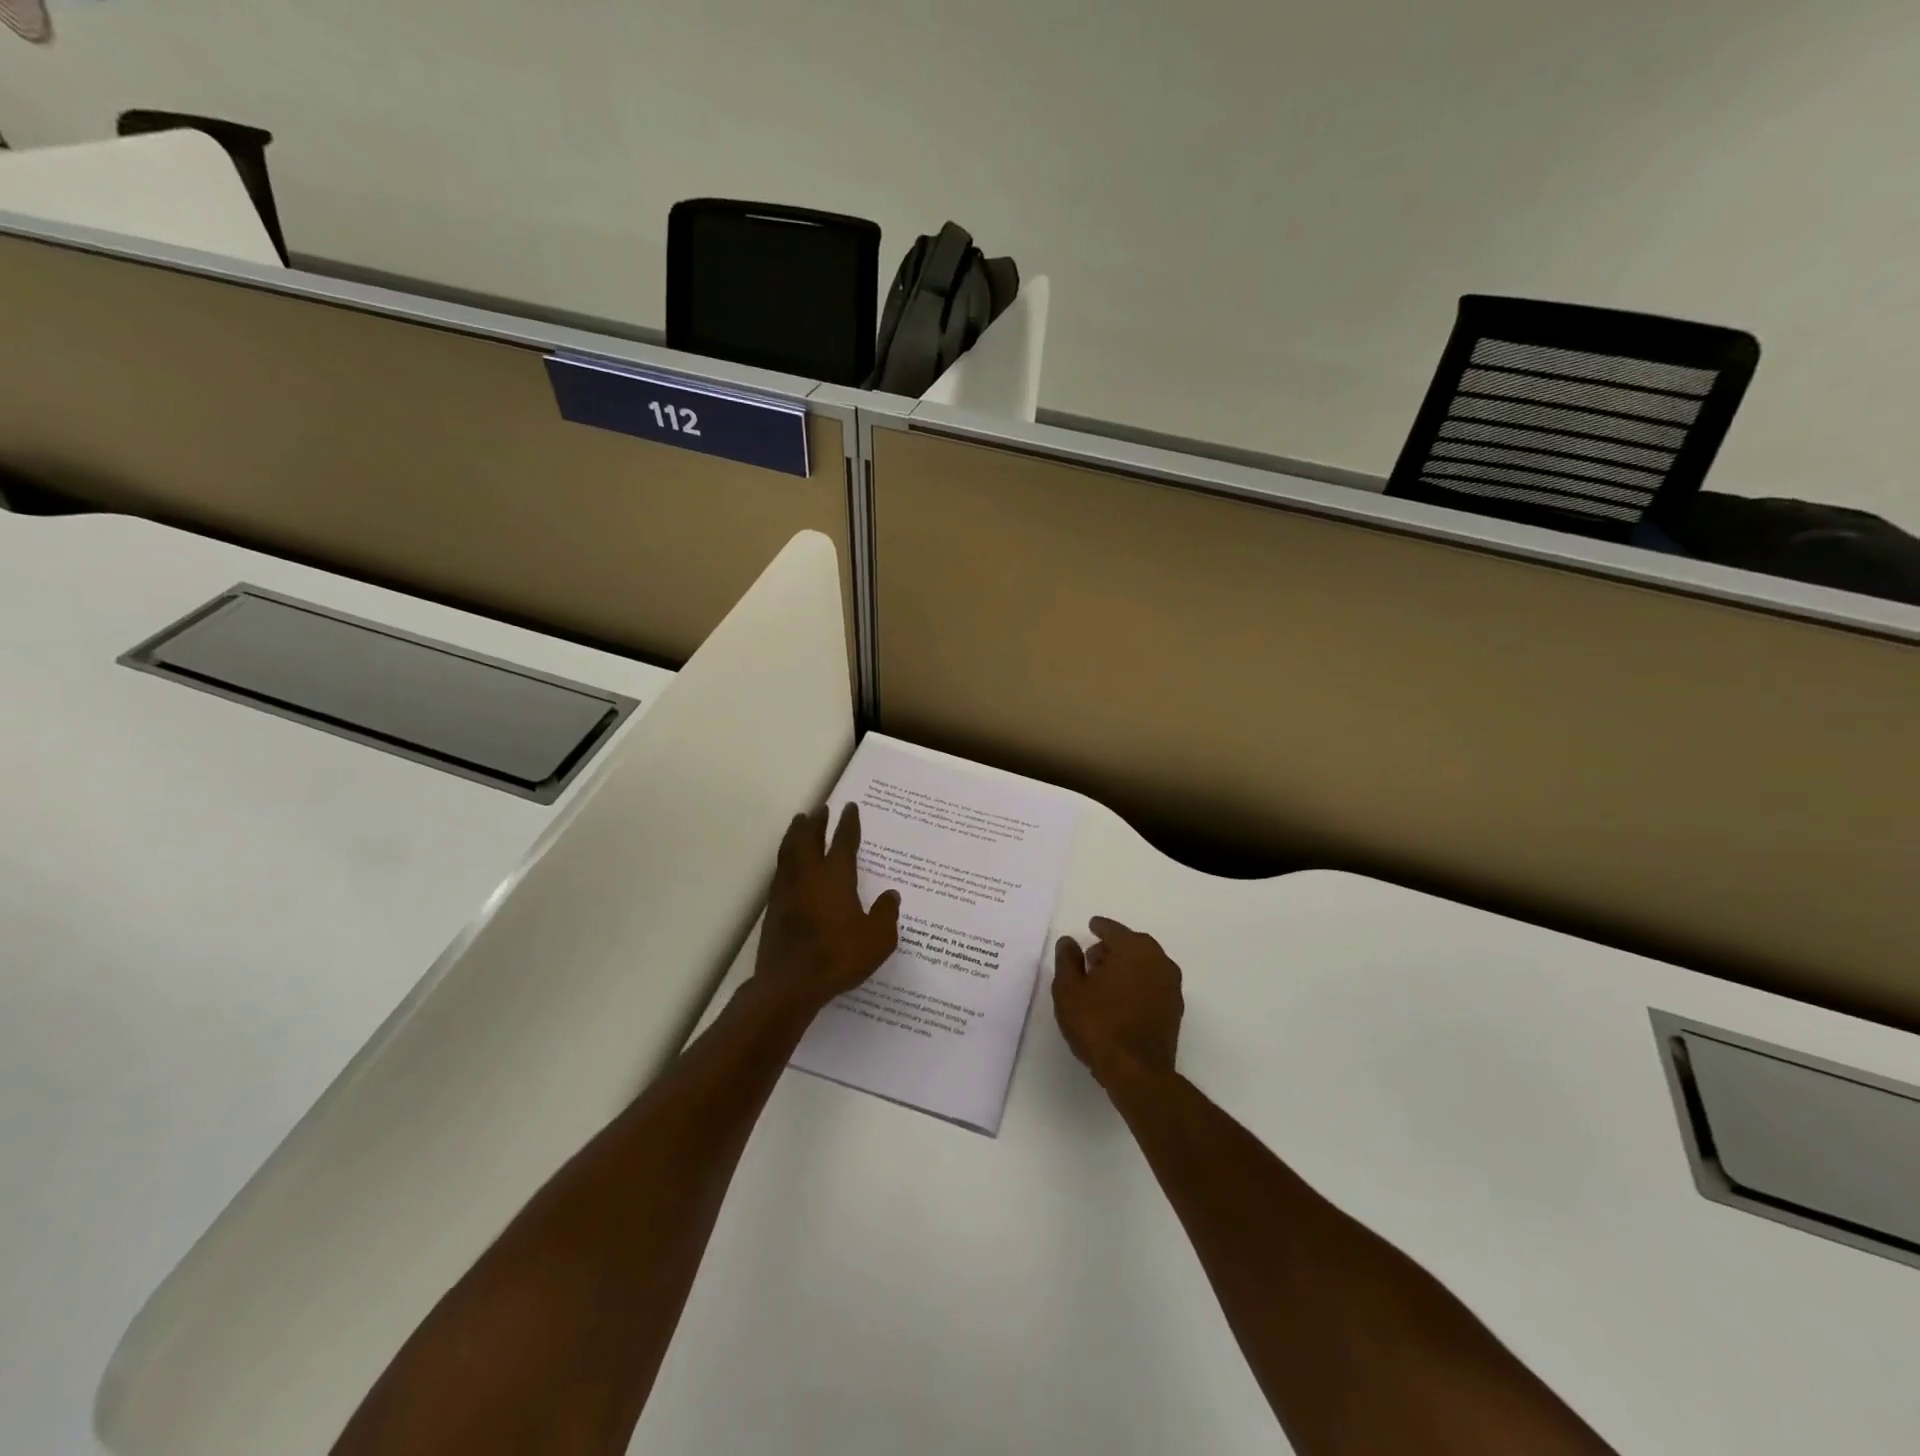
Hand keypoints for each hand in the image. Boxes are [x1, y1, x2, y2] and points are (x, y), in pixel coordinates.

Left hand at [752, 802, 900, 1015]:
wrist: (790, 984)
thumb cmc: (838, 957)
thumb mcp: (878, 939)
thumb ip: (886, 914)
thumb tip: (891, 895)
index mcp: (836, 877)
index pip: (843, 842)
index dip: (848, 824)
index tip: (850, 807)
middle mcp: (809, 876)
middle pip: (808, 839)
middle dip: (815, 822)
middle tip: (819, 809)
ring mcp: (786, 891)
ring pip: (789, 852)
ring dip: (795, 835)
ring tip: (798, 825)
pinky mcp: (773, 908)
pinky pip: (779, 872)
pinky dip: (785, 860)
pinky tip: (788, 865)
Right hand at [1053, 917, 1183, 1090]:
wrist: (1137, 1072)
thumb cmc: (1098, 1024)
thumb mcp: (1069, 990)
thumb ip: (1067, 960)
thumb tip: (1069, 941)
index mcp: (1133, 948)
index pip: (1113, 930)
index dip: (1099, 927)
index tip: (1091, 926)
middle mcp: (1158, 960)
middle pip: (1132, 945)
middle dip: (1112, 948)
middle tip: (1091, 959)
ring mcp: (1171, 986)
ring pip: (1145, 964)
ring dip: (1126, 967)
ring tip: (1103, 983)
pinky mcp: (1175, 1009)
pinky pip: (1152, 984)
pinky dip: (1137, 984)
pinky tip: (1121, 1000)